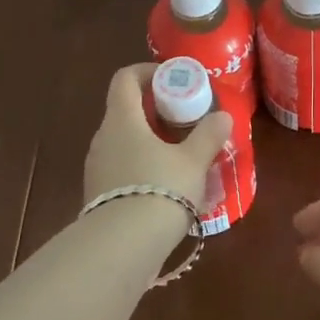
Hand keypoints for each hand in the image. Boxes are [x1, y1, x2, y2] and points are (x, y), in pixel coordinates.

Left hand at [83, 63, 232, 205]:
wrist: (122, 248)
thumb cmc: (160, 189)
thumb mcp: (193, 161)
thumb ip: (208, 135)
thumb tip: (223, 116)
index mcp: (122, 120)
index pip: (125, 78)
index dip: (148, 71)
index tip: (172, 79)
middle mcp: (103, 139)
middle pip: (125, 111)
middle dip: (155, 111)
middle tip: (186, 121)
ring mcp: (97, 169)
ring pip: (124, 143)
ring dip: (150, 143)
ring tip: (181, 157)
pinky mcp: (99, 196)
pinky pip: (122, 170)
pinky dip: (143, 169)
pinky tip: (167, 188)